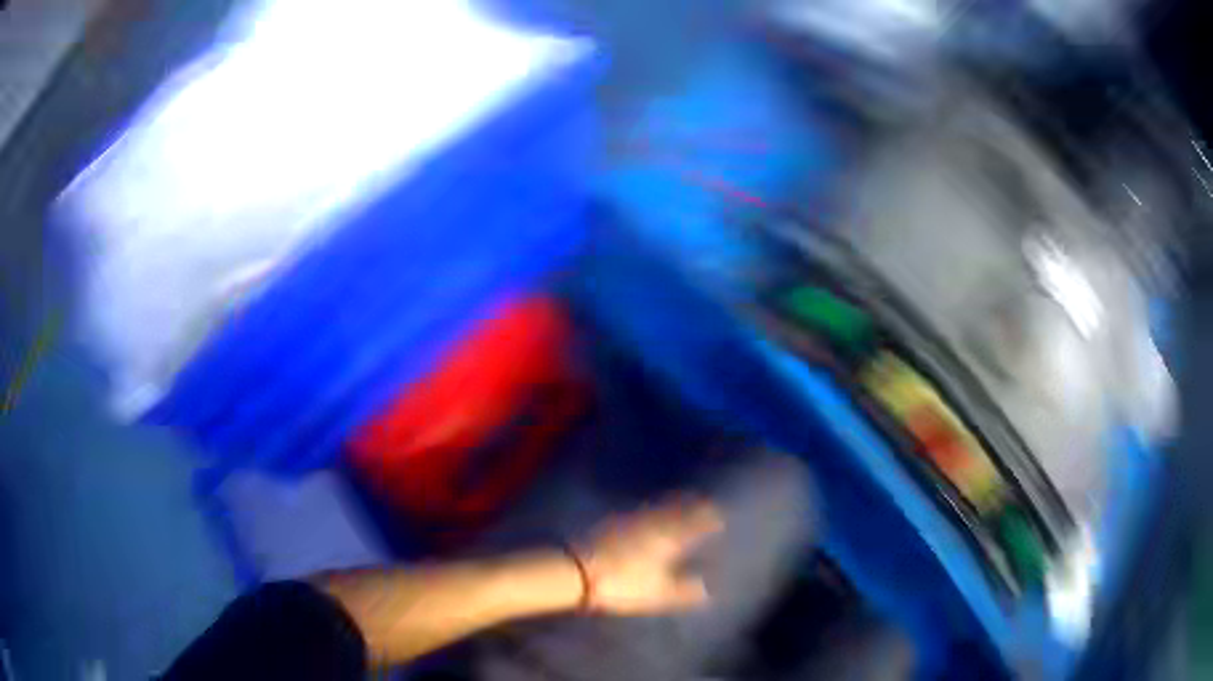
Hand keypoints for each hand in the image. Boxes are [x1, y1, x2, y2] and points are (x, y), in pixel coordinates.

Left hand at [576, 497, 723, 614]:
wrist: (575, 570)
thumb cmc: (621, 583)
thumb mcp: (656, 593)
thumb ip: (683, 591)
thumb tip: (707, 590)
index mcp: (668, 537)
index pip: (693, 523)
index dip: (707, 519)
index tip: (718, 515)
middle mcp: (651, 523)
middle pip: (674, 508)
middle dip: (690, 504)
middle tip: (702, 500)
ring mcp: (628, 519)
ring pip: (655, 507)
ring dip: (669, 503)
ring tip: (678, 502)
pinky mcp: (608, 522)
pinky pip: (638, 510)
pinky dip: (649, 509)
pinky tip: (645, 514)